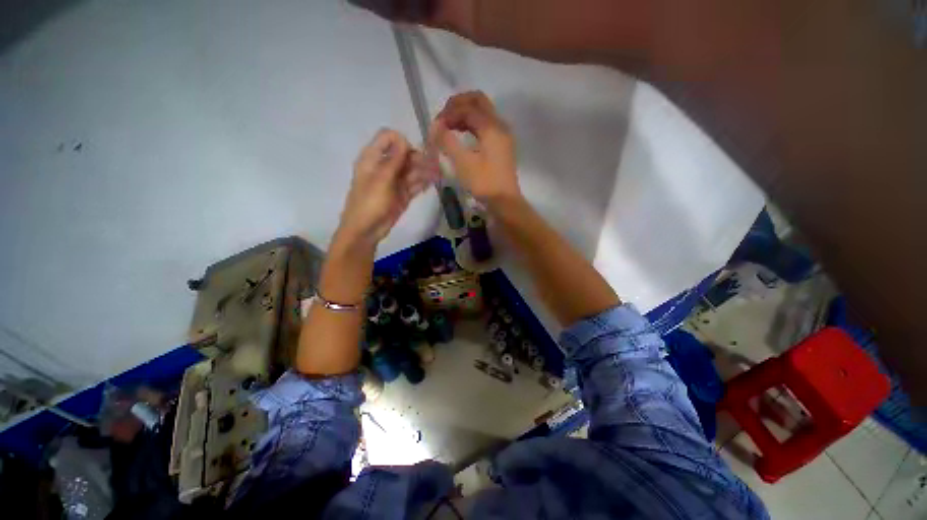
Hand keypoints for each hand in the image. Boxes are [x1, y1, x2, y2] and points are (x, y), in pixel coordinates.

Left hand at [338, 129, 431, 246]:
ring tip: (439, 173)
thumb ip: (394, 160)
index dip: (401, 141)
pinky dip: (423, 183)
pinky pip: (415, 185)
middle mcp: (385, 166)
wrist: (366, 231)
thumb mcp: (381, 179)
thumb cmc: (369, 203)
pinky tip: (434, 181)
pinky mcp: (402, 194)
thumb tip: (403, 139)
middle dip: (419, 157)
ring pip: (412, 170)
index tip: (412, 153)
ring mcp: (395, 181)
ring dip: (425, 170)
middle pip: (404, 154)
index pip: (388, 138)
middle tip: (435, 164)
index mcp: (373, 158)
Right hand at [430, 91, 520, 202]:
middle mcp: (499, 125)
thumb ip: (447, 141)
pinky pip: (485, 125)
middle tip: (443, 118)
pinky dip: (471, 124)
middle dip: (458, 105)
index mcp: (492, 127)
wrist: (505, 202)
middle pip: (478, 101)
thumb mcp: (463, 163)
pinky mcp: (501, 144)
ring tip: (448, 127)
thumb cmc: (484, 183)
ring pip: (482, 112)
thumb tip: (434, 126)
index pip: (468, 107)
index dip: (449, 113)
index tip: (435, 127)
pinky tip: (460, 134)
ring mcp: (502, 134)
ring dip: (464, 114)